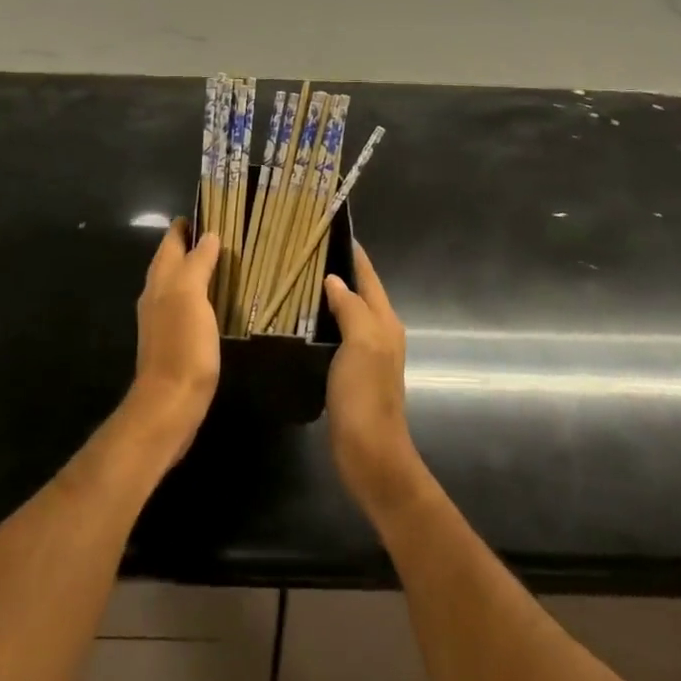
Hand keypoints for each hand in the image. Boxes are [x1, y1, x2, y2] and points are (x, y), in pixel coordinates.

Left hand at [126, 220, 221, 464]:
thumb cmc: (182, 346)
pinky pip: (185, 304)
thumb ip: (198, 264)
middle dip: (190, 243)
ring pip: (177, 282)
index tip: (208, 209)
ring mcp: (162, 319)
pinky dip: (199, 293)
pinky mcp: (173, 340)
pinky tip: (215, 301)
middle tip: (221, 232)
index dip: (186, 225)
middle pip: (171, 260)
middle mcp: (156, 295)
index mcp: (161, 280)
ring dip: (195, 268)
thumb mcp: (191, 297)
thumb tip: (208, 236)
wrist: (170, 404)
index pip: (171, 241)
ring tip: (222, 261)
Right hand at [324, 243, 422, 511]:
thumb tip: (334, 280)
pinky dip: (321, 322)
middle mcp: (379, 333)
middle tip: (303, 251)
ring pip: (346, 313)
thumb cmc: (366, 395)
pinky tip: (298, 321)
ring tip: (295, 279)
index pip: (369, 276)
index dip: (354, 253)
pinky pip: (335, 336)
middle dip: (338, 269)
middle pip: (359, 292)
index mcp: (384, 322)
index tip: (330, 228)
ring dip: (327, 296)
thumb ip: (351, 308)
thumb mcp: (362, 344)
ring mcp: (364, 354)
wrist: (369, 453)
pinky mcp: (349, 373)